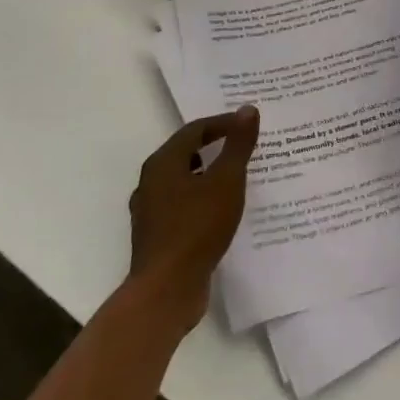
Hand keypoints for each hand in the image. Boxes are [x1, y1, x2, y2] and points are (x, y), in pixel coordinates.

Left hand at [126, 106, 259, 330]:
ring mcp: (151, 211)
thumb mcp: (226, 180)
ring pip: (184, 180)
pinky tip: (223, 210)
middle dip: (216, 147)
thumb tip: (247, 109)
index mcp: (163, 163)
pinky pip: (183, 204)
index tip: (249, 125)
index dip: (223, 123)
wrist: (166, 290)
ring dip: (210, 174)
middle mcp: (151, 182)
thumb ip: (237, 145)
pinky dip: (203, 198)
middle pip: (186, 153)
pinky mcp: (157, 235)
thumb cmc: (197, 227)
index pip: (195, 130)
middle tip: (245, 146)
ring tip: (238, 177)